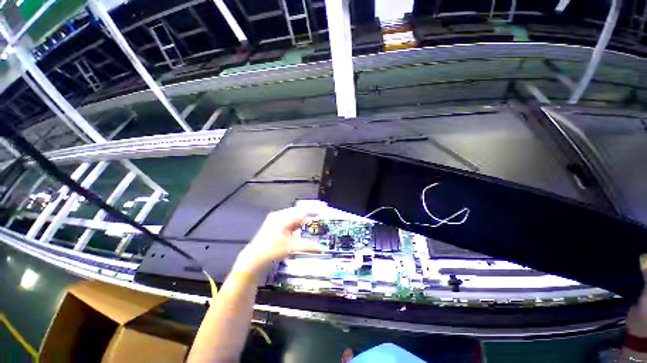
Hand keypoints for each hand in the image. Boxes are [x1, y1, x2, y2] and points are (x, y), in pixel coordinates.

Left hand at [232, 207, 323, 275]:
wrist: (254, 259)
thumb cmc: (270, 250)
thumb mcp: (291, 247)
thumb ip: (307, 245)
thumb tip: (321, 247)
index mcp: (282, 217)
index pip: (301, 211)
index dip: (313, 210)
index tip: (323, 209)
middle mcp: (280, 216)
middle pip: (299, 212)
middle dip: (310, 213)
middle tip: (321, 214)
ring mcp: (278, 220)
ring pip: (295, 217)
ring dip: (305, 219)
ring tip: (316, 219)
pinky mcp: (278, 226)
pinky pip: (292, 222)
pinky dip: (299, 224)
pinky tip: (304, 227)